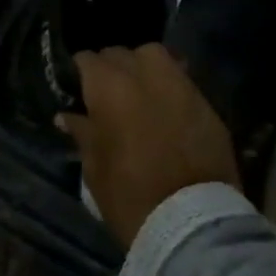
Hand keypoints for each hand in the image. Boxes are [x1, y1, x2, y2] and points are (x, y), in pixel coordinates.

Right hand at [57, 45, 239, 250]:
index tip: (77, 88)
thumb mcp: (93, 166)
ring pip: (156, 56)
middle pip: (121, 53)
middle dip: (110, 67)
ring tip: (138, 91)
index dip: (80, 72)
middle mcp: (145, 76)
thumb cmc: (128, 194)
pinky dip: (169, 88)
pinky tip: (164, 109)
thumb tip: (67, 116)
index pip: (87, 59)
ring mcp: (182, 87)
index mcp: (109, 87)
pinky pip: (182, 82)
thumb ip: (82, 133)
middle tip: (105, 92)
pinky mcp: (208, 105)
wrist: (191, 222)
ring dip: (143, 67)